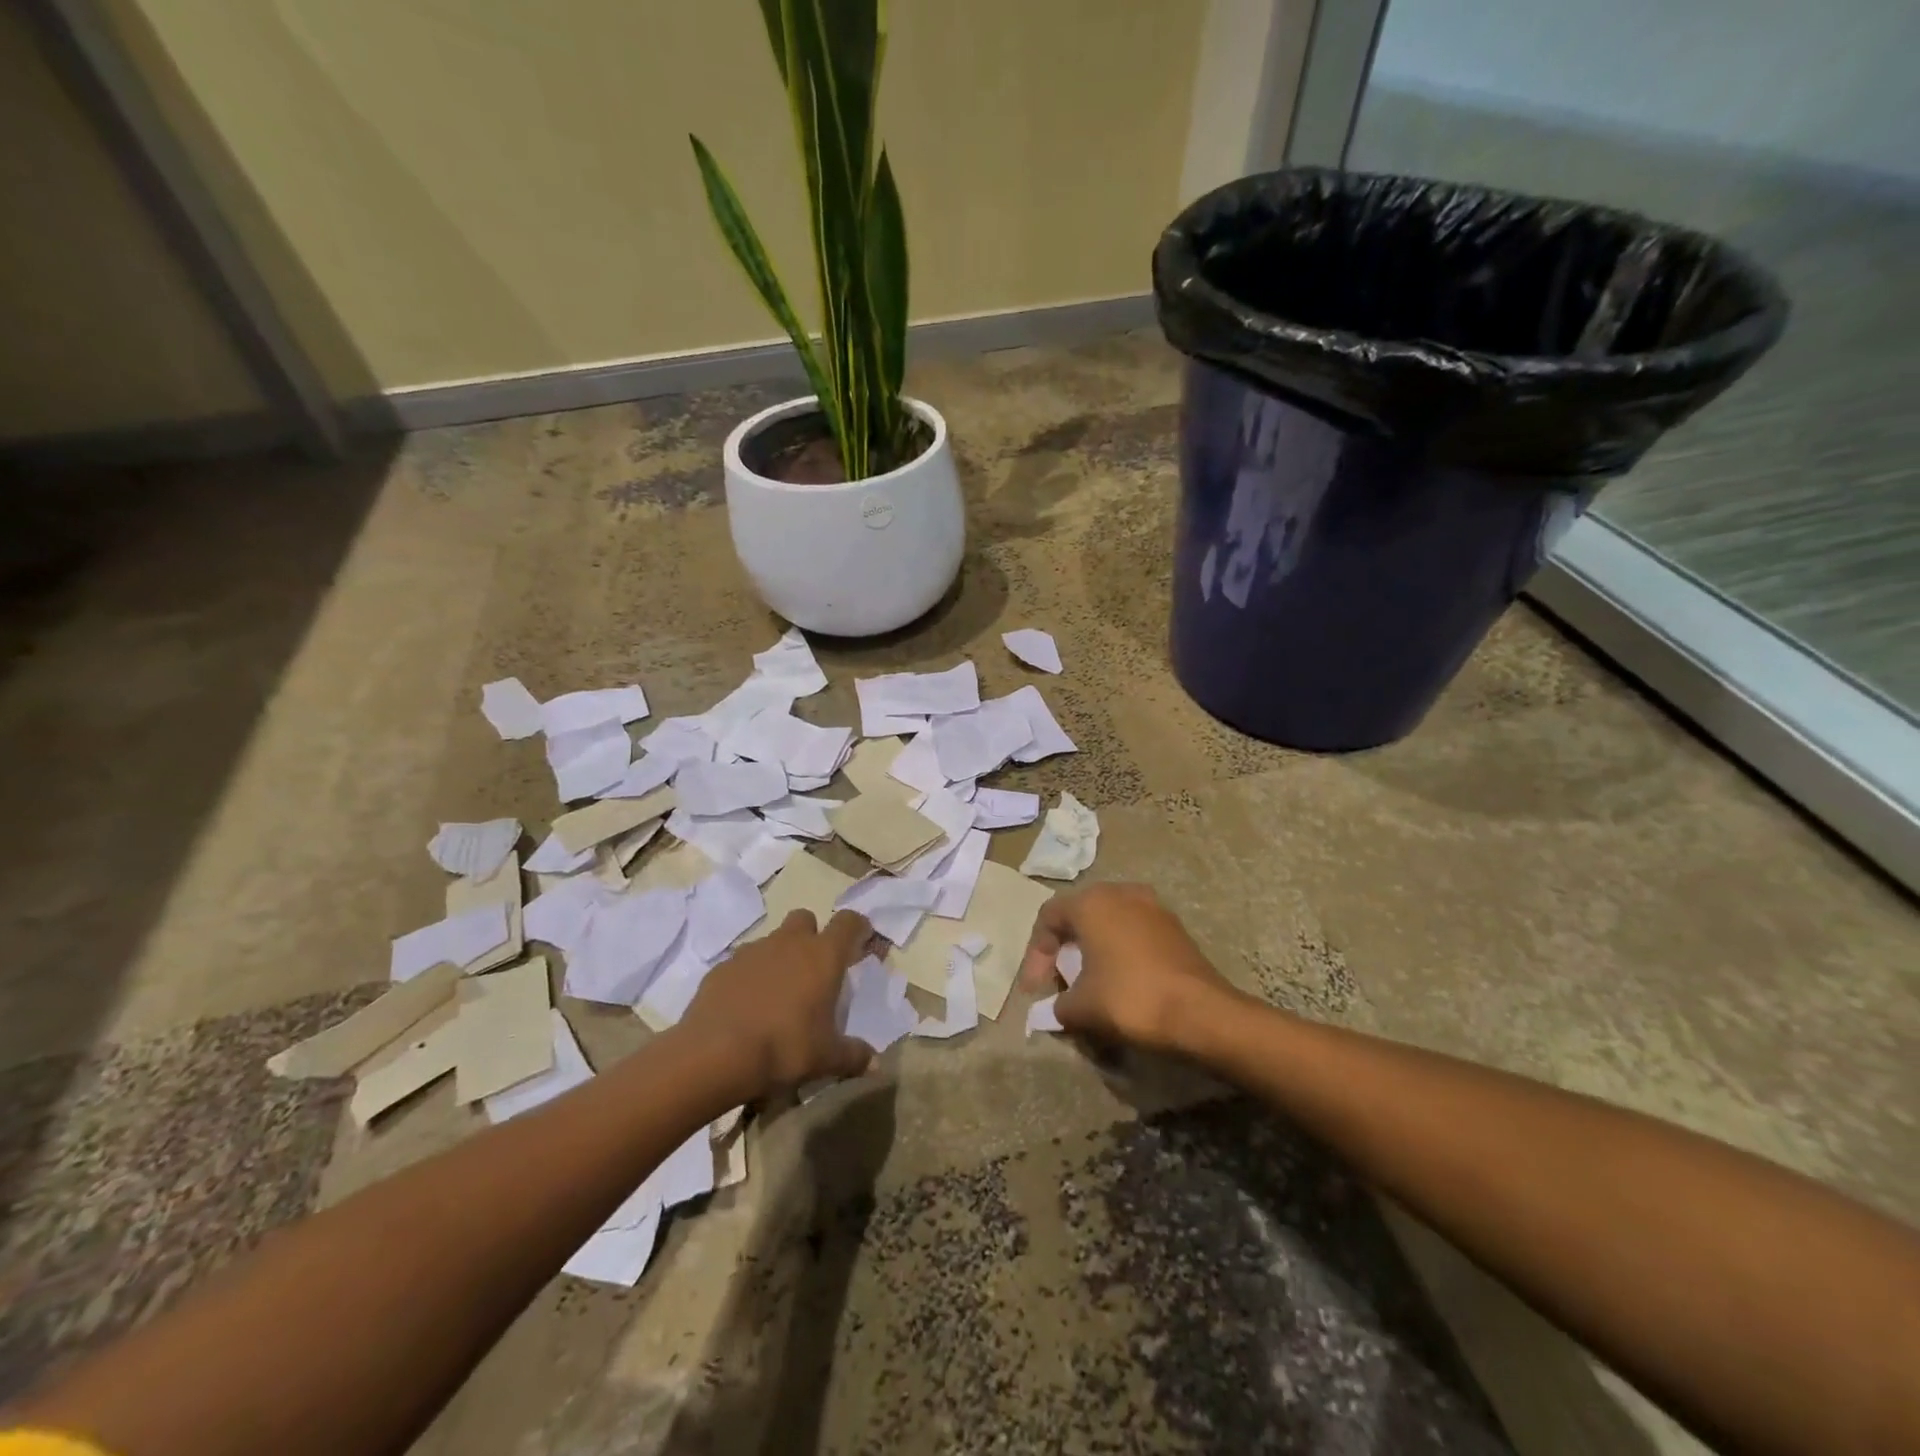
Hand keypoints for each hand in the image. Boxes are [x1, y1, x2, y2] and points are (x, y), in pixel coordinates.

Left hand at [681, 909, 876, 1098]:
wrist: (715, 1054)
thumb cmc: (784, 1048)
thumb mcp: (826, 1058)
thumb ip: (854, 1055)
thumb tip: (876, 1063)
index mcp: (823, 956)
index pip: (848, 922)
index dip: (857, 928)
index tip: (860, 942)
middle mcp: (789, 943)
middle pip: (805, 919)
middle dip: (812, 935)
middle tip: (813, 968)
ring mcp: (752, 951)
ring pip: (772, 940)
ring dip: (779, 957)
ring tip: (778, 994)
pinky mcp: (722, 967)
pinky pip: (742, 963)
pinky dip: (748, 977)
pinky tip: (746, 1007)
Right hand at [1020, 883, 1237, 1053]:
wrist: (1201, 1012)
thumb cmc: (1130, 998)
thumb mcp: (1081, 1007)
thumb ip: (1058, 1005)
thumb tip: (1056, 1009)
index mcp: (1091, 902)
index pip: (1048, 918)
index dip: (1035, 955)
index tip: (1035, 990)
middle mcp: (1120, 893)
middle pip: (1078, 915)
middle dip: (1063, 950)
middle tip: (1058, 982)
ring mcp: (1152, 906)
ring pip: (1108, 922)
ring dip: (1092, 950)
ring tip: (1087, 983)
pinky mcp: (1174, 926)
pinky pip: (1133, 932)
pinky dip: (1118, 952)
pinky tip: (1119, 981)